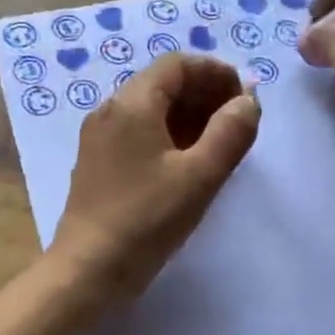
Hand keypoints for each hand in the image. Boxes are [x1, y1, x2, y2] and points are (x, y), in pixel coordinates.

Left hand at [50, 54, 261, 300]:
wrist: (88, 269)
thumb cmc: (147, 219)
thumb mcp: (200, 176)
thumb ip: (230, 132)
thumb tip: (247, 102)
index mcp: (131, 104)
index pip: (177, 65)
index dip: (215, 73)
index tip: (244, 98)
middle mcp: (109, 111)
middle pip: (162, 84)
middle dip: (204, 94)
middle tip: (237, 121)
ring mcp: (99, 138)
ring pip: (149, 109)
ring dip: (188, 116)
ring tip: (220, 142)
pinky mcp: (98, 163)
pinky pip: (137, 133)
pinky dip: (167, 135)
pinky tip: (189, 161)